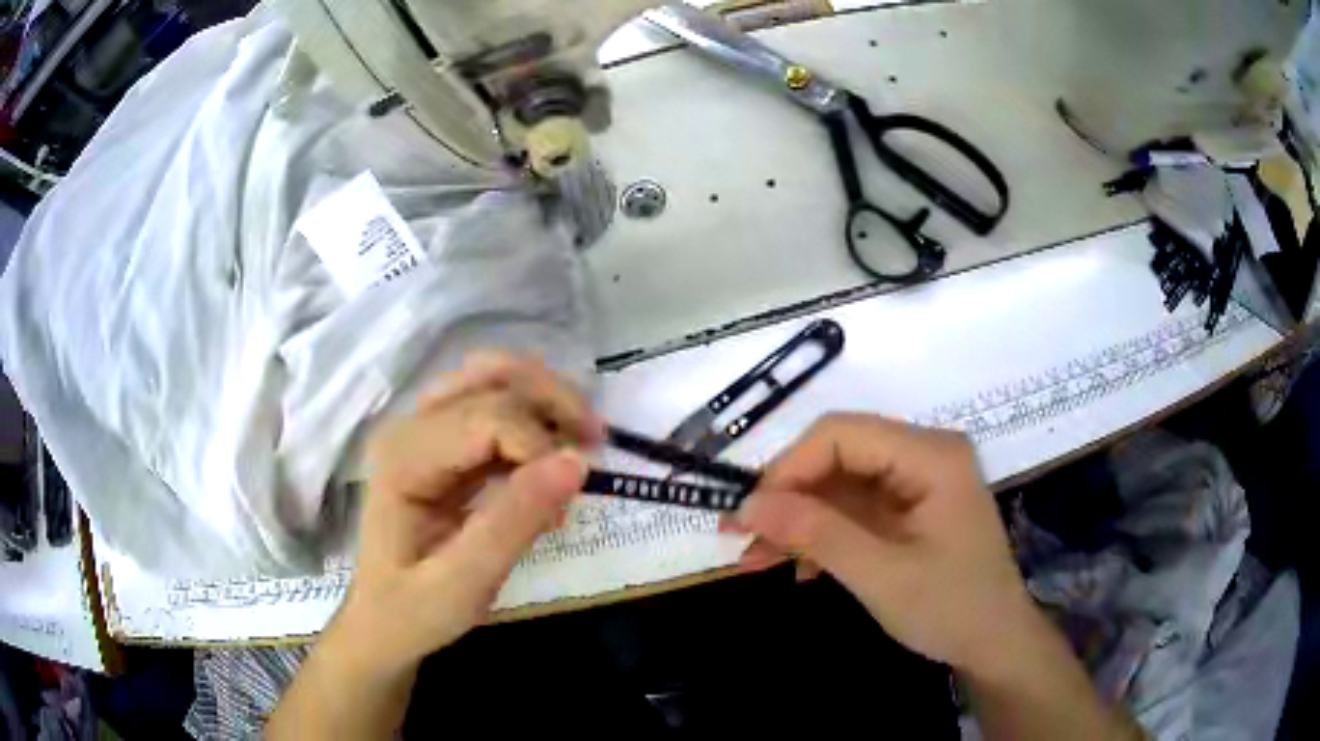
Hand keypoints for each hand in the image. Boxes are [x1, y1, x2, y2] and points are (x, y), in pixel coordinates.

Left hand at [328, 351, 602, 678]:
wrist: (381, 624)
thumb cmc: (412, 612)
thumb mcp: (463, 584)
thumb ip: (514, 523)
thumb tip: (577, 463)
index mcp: (404, 458)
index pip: (488, 417)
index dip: (539, 445)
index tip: (570, 497)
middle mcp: (410, 426)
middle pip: (493, 375)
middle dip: (553, 403)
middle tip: (596, 446)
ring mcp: (423, 428)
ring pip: (495, 377)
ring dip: (546, 400)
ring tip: (582, 443)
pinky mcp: (440, 442)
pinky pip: (493, 405)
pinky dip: (533, 421)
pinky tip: (551, 461)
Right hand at [733, 413, 1035, 674]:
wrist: (995, 644)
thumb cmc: (951, 608)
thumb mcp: (881, 575)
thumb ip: (818, 533)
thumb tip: (748, 504)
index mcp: (930, 455)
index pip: (842, 434)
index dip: (788, 468)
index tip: (748, 515)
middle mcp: (924, 454)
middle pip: (838, 455)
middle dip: (787, 497)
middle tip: (739, 538)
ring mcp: (918, 481)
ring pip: (840, 483)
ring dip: (798, 519)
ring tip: (755, 558)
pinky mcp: (910, 507)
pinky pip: (855, 507)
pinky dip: (822, 533)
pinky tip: (799, 566)